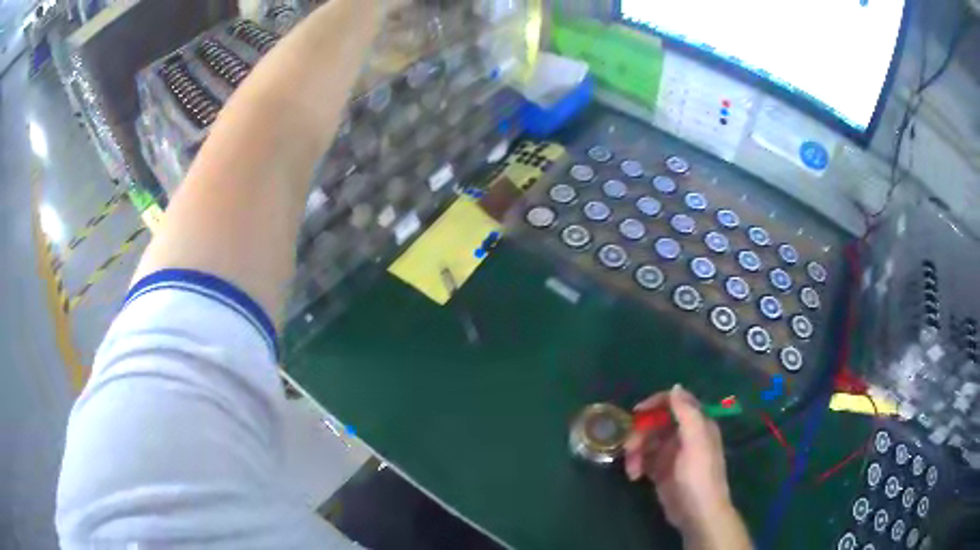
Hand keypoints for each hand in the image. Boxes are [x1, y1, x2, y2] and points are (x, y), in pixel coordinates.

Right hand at [624, 385, 750, 548]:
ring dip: (635, 452)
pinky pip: (644, 459)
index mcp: (697, 424)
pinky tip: (635, 476)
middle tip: (629, 448)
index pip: (675, 402)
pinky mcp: (661, 471)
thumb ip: (687, 413)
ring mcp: (672, 453)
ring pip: (647, 441)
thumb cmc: (699, 476)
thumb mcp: (695, 443)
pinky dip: (637, 464)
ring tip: (632, 470)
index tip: (636, 413)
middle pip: (656, 422)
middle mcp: (685, 435)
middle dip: (640, 433)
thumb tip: (675, 387)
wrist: (697, 514)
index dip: (655, 403)